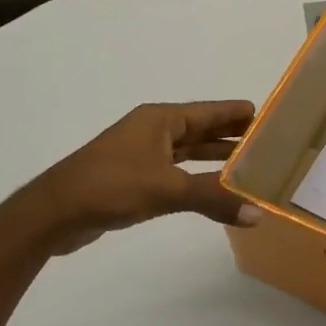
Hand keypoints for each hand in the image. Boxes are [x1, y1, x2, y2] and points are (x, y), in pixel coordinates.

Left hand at [17, 101, 260, 254]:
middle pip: (201, 130)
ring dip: (216, 159)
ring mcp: (143, 155)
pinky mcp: (136, 179)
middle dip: (232, 137)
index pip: (210, 112)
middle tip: (269, 146)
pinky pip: (177, 173)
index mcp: (161, 120)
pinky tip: (216, 191)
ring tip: (251, 167)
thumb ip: (214, 198)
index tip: (270, 118)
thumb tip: (258, 213)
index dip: (238, 114)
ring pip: (189, 153)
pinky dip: (198, 179)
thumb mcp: (168, 189)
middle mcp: (154, 132)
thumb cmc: (112, 186)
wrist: (55, 212)